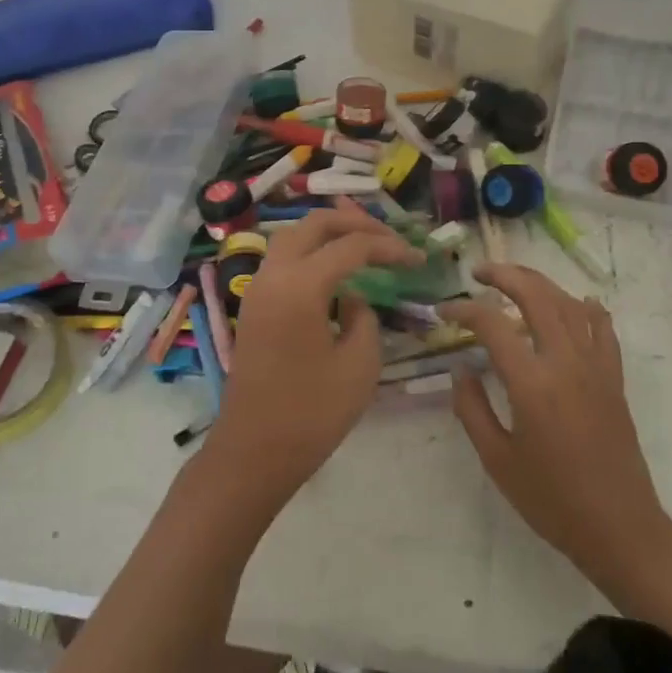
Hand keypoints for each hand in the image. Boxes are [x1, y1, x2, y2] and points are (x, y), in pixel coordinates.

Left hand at [206, 210, 422, 501]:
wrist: (253, 451)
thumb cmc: (311, 414)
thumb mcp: (359, 365)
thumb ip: (364, 317)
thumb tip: (354, 296)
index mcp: (300, 286)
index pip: (351, 246)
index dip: (389, 247)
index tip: (418, 259)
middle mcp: (272, 275)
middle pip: (313, 224)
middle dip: (354, 222)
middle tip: (389, 237)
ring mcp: (257, 289)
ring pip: (293, 237)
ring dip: (328, 233)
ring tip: (364, 245)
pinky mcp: (253, 306)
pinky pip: (282, 260)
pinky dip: (310, 252)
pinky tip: (335, 271)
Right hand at [440, 264, 671, 596]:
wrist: (619, 527)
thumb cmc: (551, 499)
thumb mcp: (497, 459)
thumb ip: (471, 409)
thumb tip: (461, 369)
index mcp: (532, 383)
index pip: (493, 325)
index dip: (463, 310)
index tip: (443, 312)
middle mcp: (566, 363)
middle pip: (537, 296)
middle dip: (505, 275)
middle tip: (479, 273)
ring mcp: (596, 367)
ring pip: (569, 304)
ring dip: (540, 283)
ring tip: (515, 280)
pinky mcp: (613, 379)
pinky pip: (603, 330)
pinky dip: (587, 308)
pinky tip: (578, 302)